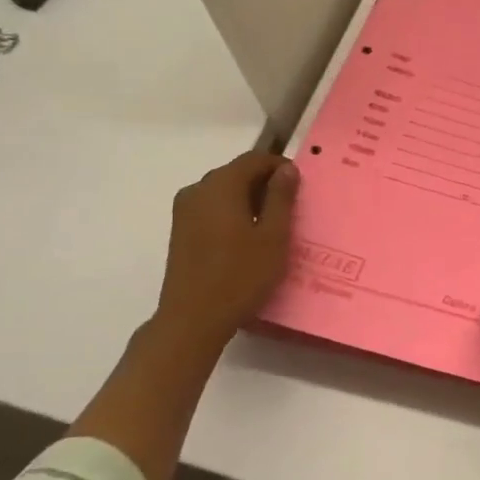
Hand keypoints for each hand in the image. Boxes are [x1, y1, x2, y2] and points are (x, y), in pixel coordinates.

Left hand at [153, 151, 298, 345]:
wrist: (192, 320)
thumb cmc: (240, 276)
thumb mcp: (273, 236)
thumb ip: (280, 197)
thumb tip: (287, 169)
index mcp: (221, 185)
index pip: (254, 159)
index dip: (279, 166)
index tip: (300, 185)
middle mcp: (198, 190)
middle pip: (236, 173)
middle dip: (264, 183)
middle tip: (289, 207)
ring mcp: (184, 211)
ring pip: (223, 192)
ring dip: (248, 199)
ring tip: (270, 226)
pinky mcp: (180, 231)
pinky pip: (211, 209)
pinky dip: (231, 213)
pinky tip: (246, 239)